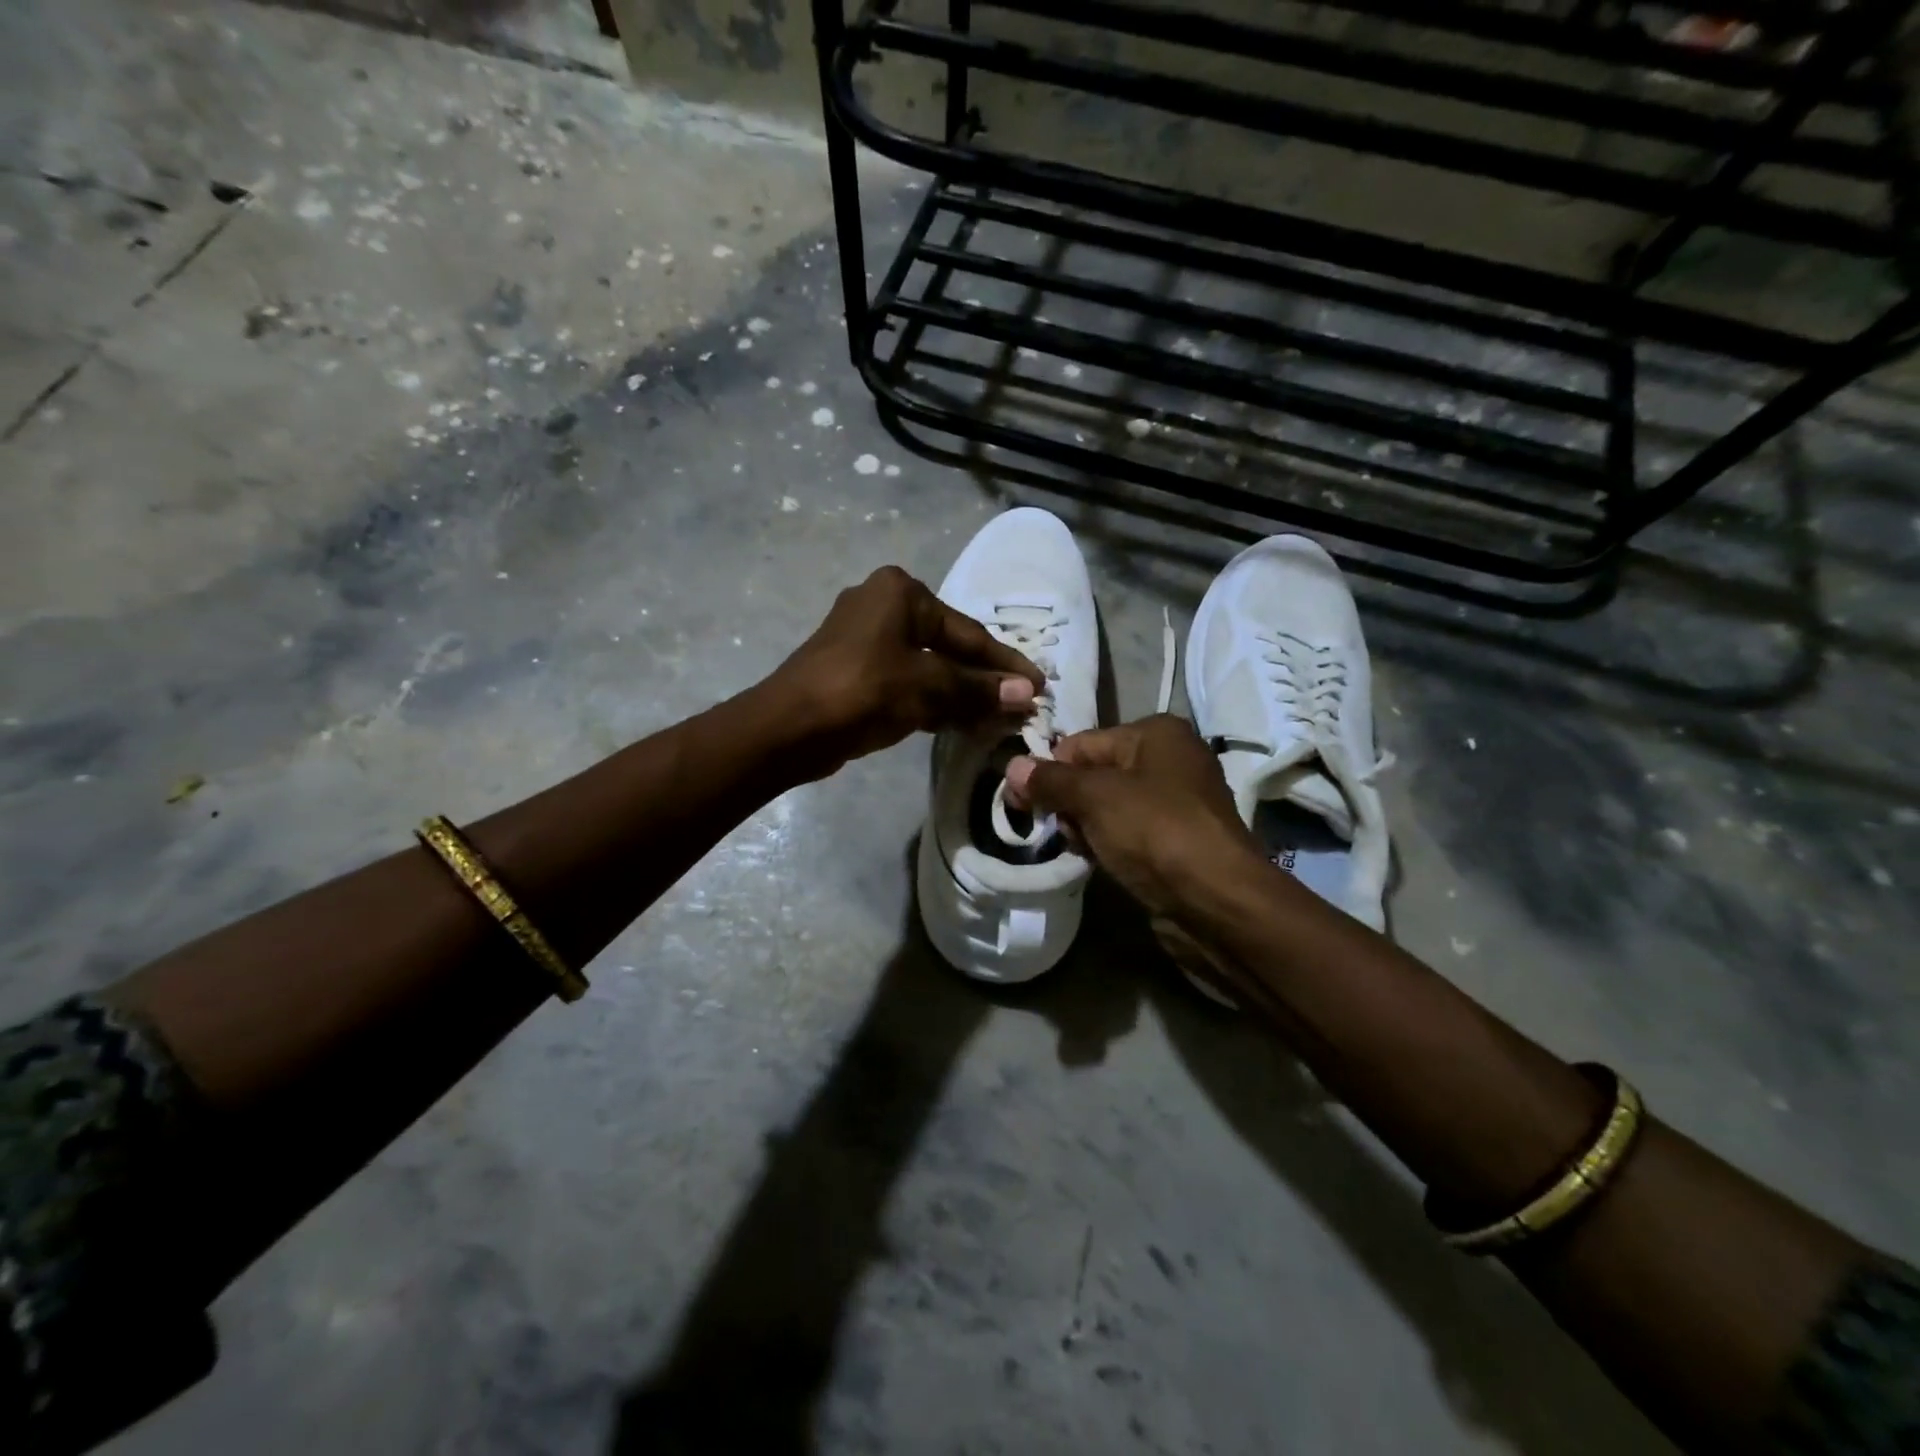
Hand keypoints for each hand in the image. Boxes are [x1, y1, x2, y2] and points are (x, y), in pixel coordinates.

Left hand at [766, 566, 1044, 779]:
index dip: (1005, 663)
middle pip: (948, 646)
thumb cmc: (863, 692)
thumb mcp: (928, 688)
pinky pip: (906, 681)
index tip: (1039, 686)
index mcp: (901, 593)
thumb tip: (1026, 694)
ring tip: (996, 718)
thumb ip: (978, 690)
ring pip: (927, 666)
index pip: (969, 632)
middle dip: (983, 679)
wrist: (788, 728)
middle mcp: (882, 604)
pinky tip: (958, 721)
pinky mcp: (854, 670)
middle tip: (1020, 704)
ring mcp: (865, 638)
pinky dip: (932, 700)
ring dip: (959, 693)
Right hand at [1004, 714, 1260, 918]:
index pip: (1081, 743)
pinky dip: (1108, 843)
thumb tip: (1012, 766)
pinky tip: (1099, 861)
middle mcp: (1170, 759)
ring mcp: (1176, 802)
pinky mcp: (1177, 840)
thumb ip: (1051, 781)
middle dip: (1069, 802)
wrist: (1216, 901)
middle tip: (1061, 830)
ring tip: (1083, 849)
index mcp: (1156, 733)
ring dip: (1086, 827)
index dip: (1048, 771)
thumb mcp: (1095, 798)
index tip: (1020, 803)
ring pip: (1108, 807)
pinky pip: (1128, 832)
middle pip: (1094, 774)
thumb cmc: (1155, 832)